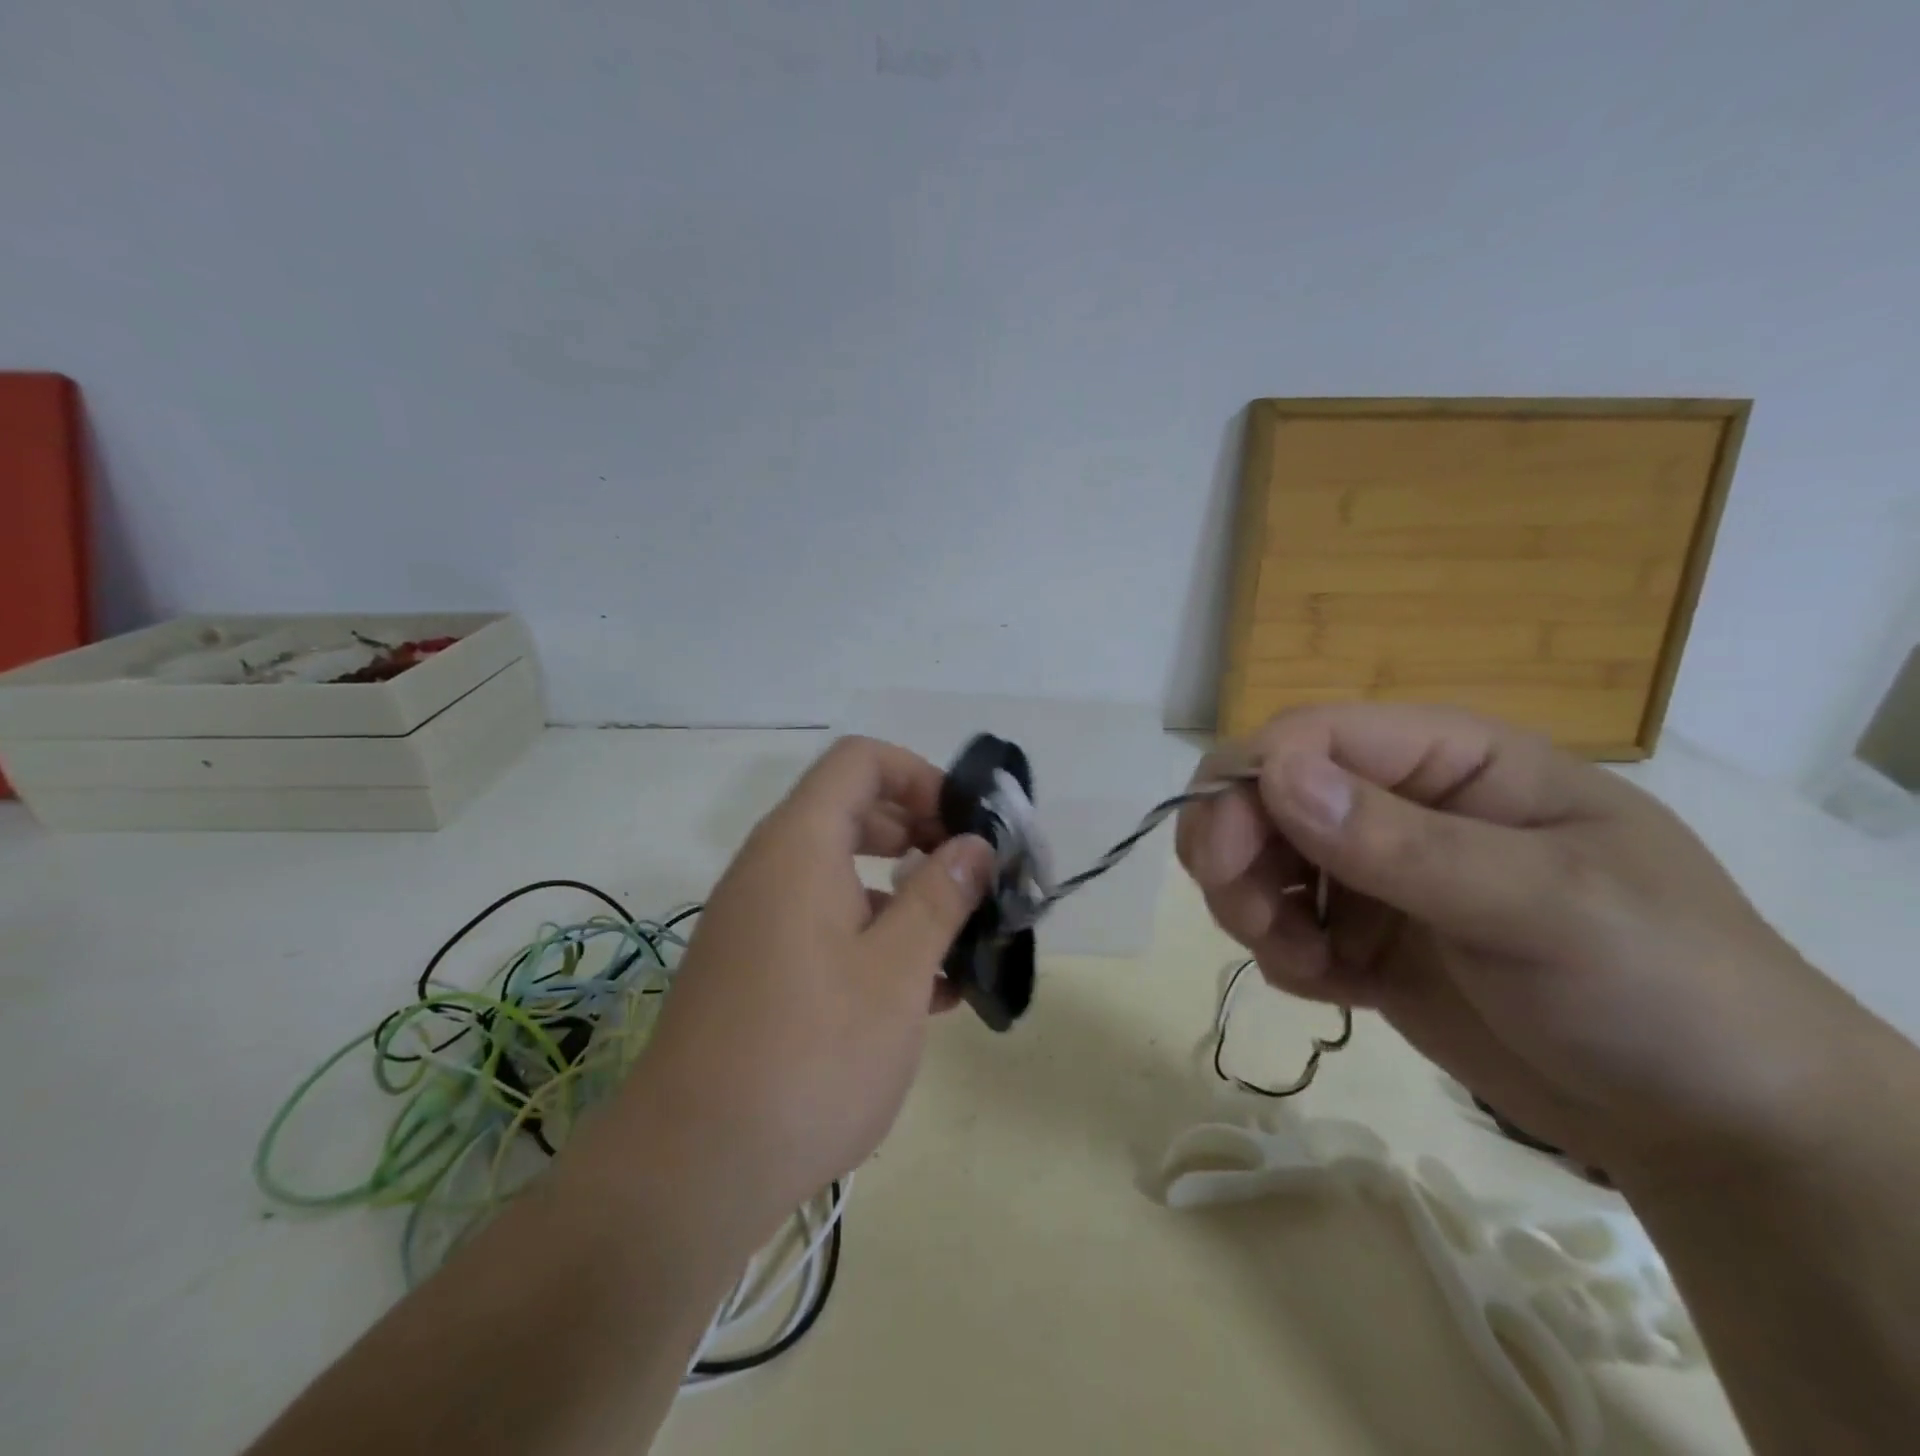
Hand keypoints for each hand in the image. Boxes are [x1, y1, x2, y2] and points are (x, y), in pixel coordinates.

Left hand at [612, 736, 993, 1239]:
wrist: (692, 1171)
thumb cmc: (811, 1055)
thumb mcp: (897, 972)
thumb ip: (941, 897)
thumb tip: (974, 846)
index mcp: (800, 846)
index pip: (861, 761)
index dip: (921, 776)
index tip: (966, 827)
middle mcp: (770, 868)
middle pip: (854, 812)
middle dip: (921, 836)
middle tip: (971, 880)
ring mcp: (757, 920)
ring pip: (843, 875)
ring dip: (904, 896)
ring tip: (959, 947)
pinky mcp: (755, 968)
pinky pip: (823, 924)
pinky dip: (872, 937)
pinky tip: (921, 996)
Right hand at [1176, 704, 1863, 1178]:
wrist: (1712, 1127)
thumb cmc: (1660, 989)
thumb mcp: (1545, 906)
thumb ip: (1405, 843)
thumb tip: (1276, 775)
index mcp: (1449, 760)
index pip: (1311, 736)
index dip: (1249, 782)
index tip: (1221, 860)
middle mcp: (1400, 803)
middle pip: (1264, 792)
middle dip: (1233, 849)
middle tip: (1246, 919)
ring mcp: (1377, 872)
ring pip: (1257, 857)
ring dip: (1250, 906)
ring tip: (1301, 963)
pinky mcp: (1363, 936)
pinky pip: (1280, 923)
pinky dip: (1282, 954)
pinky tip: (1331, 989)